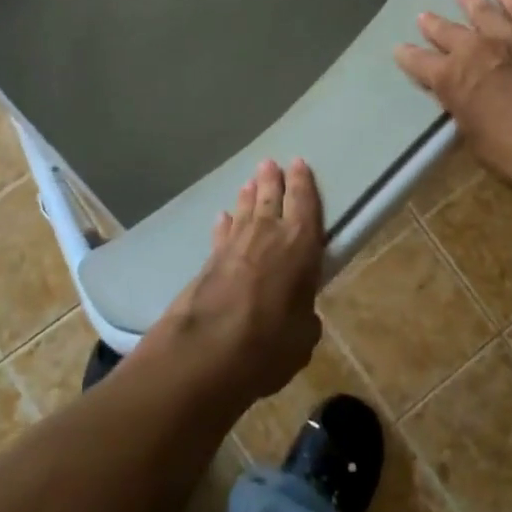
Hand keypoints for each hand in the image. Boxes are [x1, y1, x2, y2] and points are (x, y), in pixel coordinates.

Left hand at [152, 159, 325, 404]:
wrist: (207, 348)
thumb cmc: (269, 341)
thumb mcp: (303, 337)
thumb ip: (305, 318)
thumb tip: (302, 316)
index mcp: (300, 244)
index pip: (304, 203)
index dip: (303, 182)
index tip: (298, 163)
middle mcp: (268, 234)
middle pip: (270, 197)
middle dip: (271, 179)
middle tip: (269, 162)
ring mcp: (235, 243)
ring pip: (244, 210)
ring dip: (248, 196)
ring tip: (249, 183)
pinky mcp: (210, 259)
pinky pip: (222, 232)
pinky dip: (224, 224)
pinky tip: (222, 218)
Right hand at [395, 0, 511, 199]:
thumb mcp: (475, 138)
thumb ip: (465, 111)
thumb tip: (464, 101)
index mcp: (451, 79)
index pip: (419, 63)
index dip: (407, 57)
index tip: (400, 50)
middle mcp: (475, 49)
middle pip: (447, 30)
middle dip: (433, 24)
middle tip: (425, 17)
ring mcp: (511, 36)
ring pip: (484, 10)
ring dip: (471, 1)